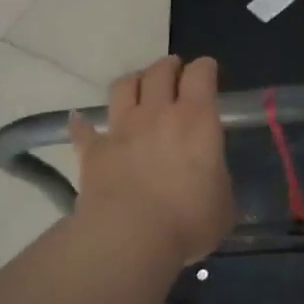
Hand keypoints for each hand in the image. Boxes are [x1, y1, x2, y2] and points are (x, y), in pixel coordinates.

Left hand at [70, 56, 234, 266]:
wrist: (131, 236)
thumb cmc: (188, 220)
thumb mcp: (223, 201)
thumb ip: (216, 178)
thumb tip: (209, 177)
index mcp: (197, 119)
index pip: (201, 75)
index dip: (205, 68)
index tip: (208, 70)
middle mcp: (158, 113)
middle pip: (160, 72)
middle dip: (169, 66)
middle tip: (174, 70)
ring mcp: (122, 128)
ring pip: (124, 87)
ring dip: (134, 81)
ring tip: (138, 85)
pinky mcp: (93, 150)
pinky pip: (84, 129)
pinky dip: (83, 123)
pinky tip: (80, 120)